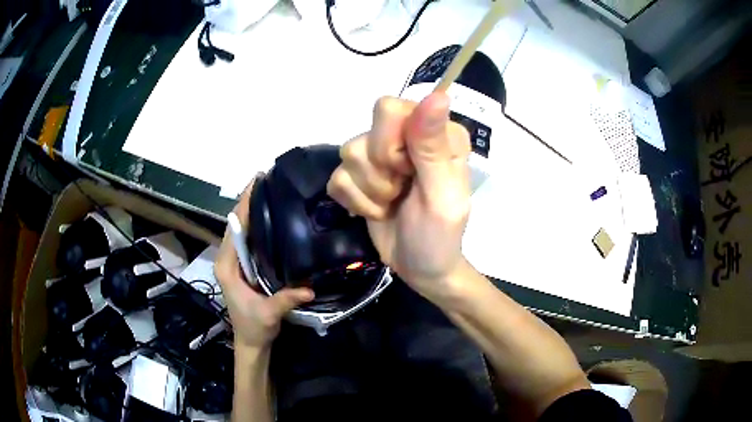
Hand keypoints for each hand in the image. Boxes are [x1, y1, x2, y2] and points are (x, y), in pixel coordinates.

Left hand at [215, 178, 314, 349]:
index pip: (233, 229)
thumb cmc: (254, 327)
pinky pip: (247, 240)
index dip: (243, 205)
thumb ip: (285, 300)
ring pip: (240, 230)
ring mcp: (234, 262)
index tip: (255, 184)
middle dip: (247, 202)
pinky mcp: (242, 266)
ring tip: (268, 192)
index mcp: (227, 266)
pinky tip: (270, 218)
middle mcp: (226, 259)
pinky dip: (255, 225)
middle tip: (266, 181)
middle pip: (235, 224)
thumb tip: (309, 288)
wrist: (251, 340)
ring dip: (251, 211)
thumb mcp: (268, 314)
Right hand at [327, 93, 471, 299]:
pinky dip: (356, 202)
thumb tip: (438, 93)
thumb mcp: (442, 196)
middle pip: (365, 132)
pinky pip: (337, 177)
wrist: (421, 268)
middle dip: (379, 172)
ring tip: (392, 203)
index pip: (389, 109)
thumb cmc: (439, 236)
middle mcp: (407, 133)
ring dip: (370, 191)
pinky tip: (377, 210)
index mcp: (436, 131)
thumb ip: (435, 146)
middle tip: (401, 191)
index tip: (409, 173)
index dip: (391, 146)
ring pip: (348, 154)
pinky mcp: (359, 174)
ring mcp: (380, 152)